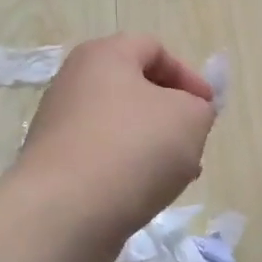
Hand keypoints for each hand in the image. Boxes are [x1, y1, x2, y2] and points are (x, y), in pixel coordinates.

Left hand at [16, 34, 217, 249]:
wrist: (64, 213)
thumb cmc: (133, 148)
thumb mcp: (190, 119)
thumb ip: (199, 108)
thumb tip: (186, 115)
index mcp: (103, 56)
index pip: (154, 48)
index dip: (188, 75)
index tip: (207, 109)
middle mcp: (74, 83)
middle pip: (135, 89)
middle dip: (171, 115)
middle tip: (193, 142)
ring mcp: (59, 125)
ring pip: (120, 127)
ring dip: (153, 146)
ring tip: (176, 177)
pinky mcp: (54, 166)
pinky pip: (102, 158)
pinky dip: (127, 170)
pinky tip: (145, 196)